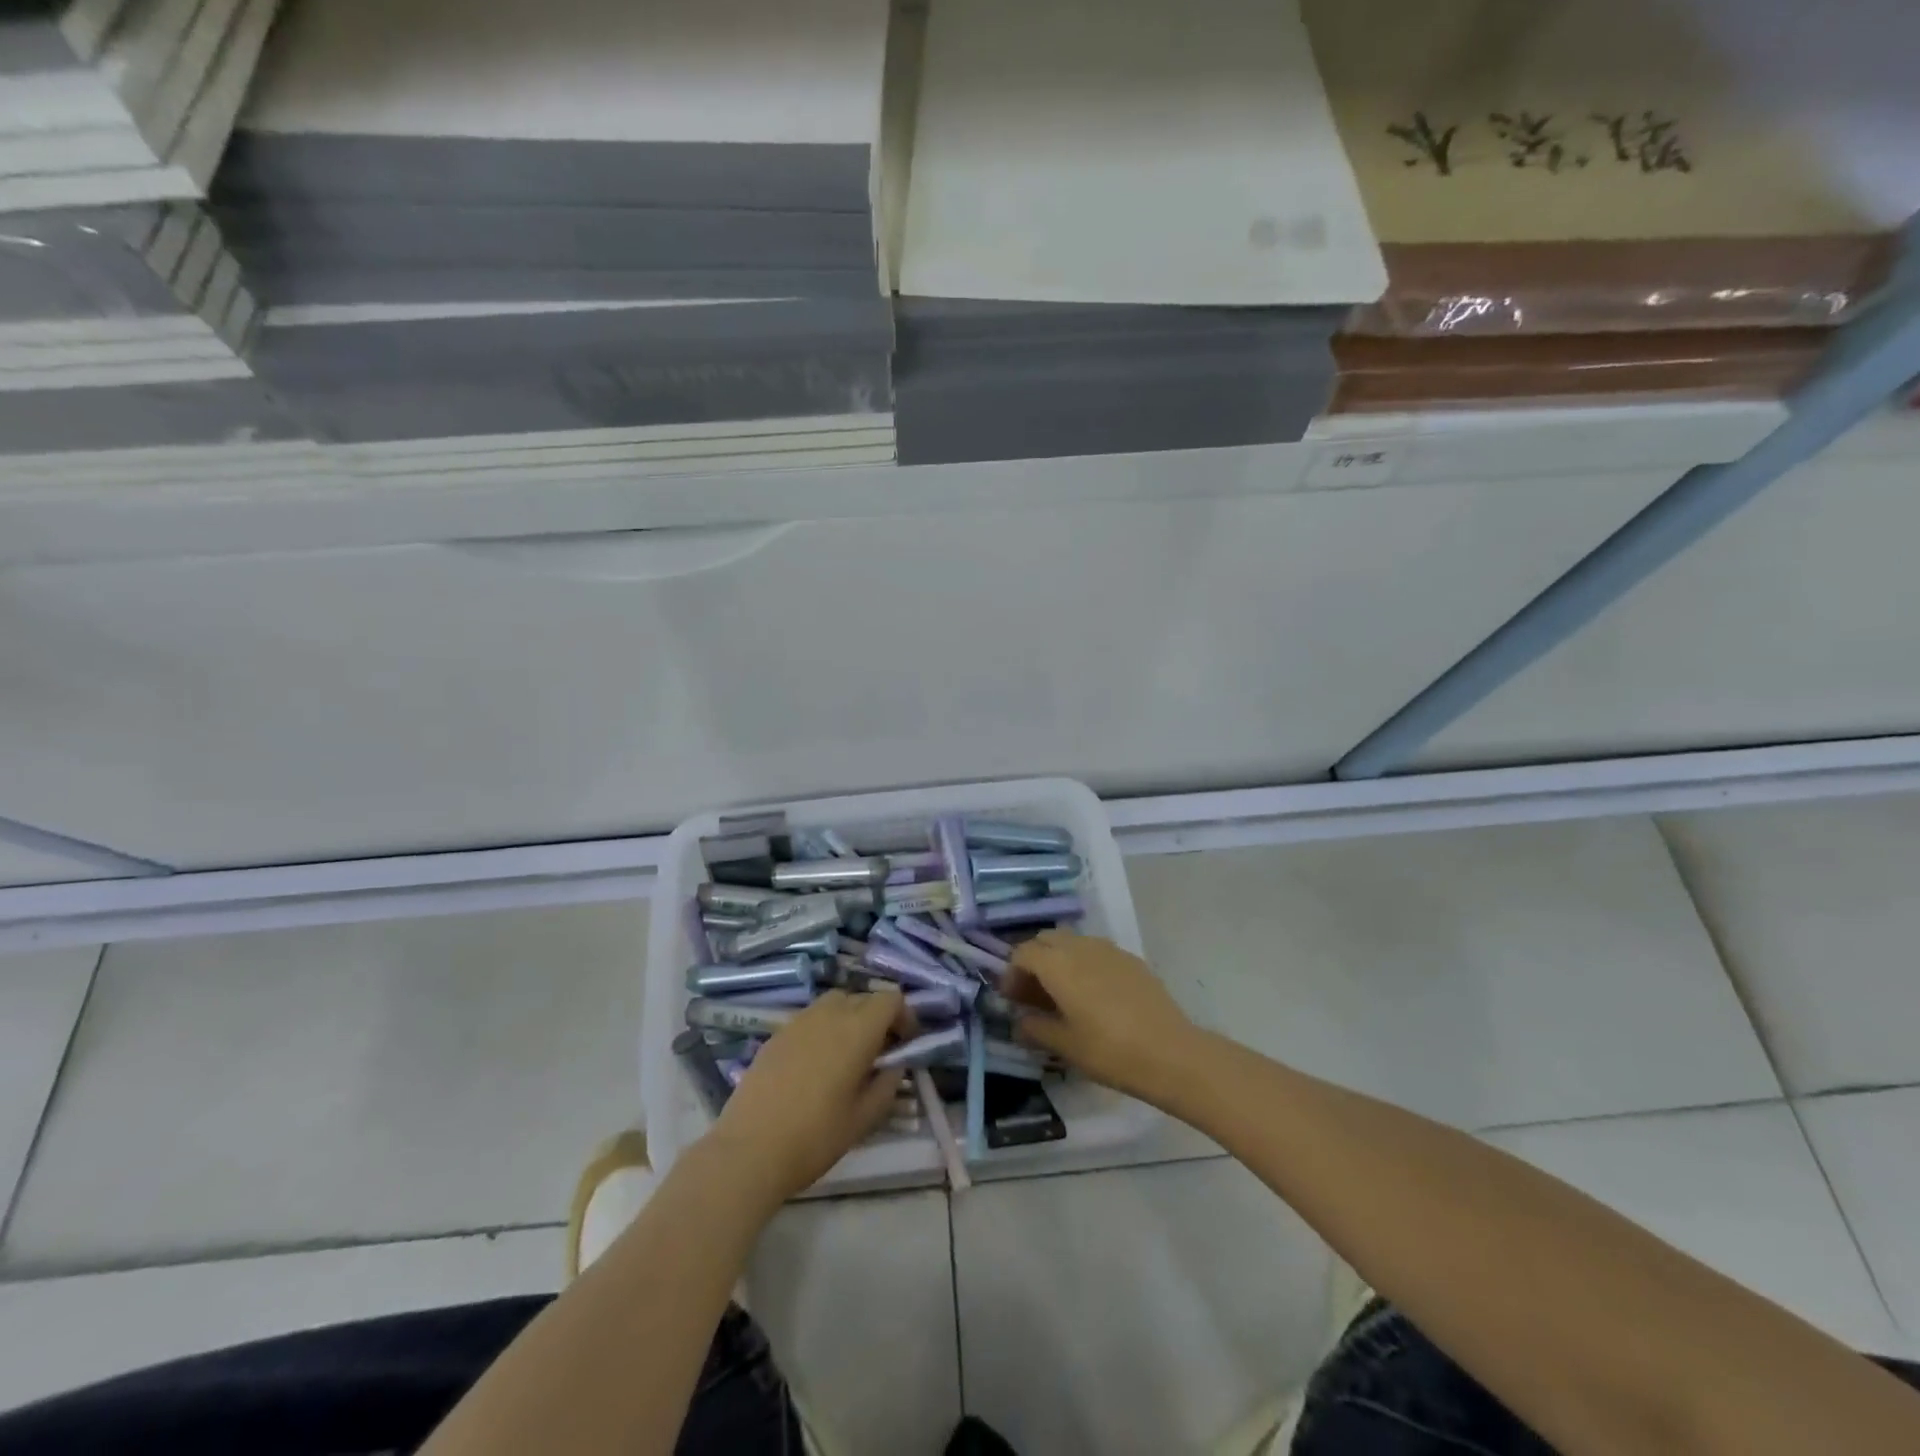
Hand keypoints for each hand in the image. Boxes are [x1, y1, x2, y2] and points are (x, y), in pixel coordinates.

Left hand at [707, 987, 909, 1203]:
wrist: (749, 1150)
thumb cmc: (816, 1136)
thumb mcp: (864, 1118)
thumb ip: (887, 1084)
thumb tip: (894, 1065)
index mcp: (857, 1029)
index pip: (890, 999)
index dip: (904, 1016)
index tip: (904, 1044)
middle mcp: (829, 1014)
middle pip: (862, 997)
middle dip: (877, 1017)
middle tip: (879, 1052)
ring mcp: (798, 1021)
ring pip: (834, 1003)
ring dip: (849, 1019)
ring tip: (847, 1056)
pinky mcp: (776, 1035)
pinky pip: (810, 1019)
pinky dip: (823, 1029)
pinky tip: (815, 1065)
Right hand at [1004, 931, 1201, 1104]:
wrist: (1172, 1053)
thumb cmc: (1110, 1050)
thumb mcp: (1065, 1046)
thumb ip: (1035, 1029)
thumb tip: (1019, 1023)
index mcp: (1058, 964)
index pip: (1022, 953)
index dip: (1012, 974)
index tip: (1012, 1001)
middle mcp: (1081, 946)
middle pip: (1046, 940)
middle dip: (1034, 961)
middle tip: (1033, 995)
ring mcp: (1109, 949)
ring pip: (1072, 942)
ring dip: (1059, 960)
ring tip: (1063, 995)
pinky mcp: (1131, 959)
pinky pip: (1096, 951)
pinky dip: (1083, 964)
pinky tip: (1094, 996)